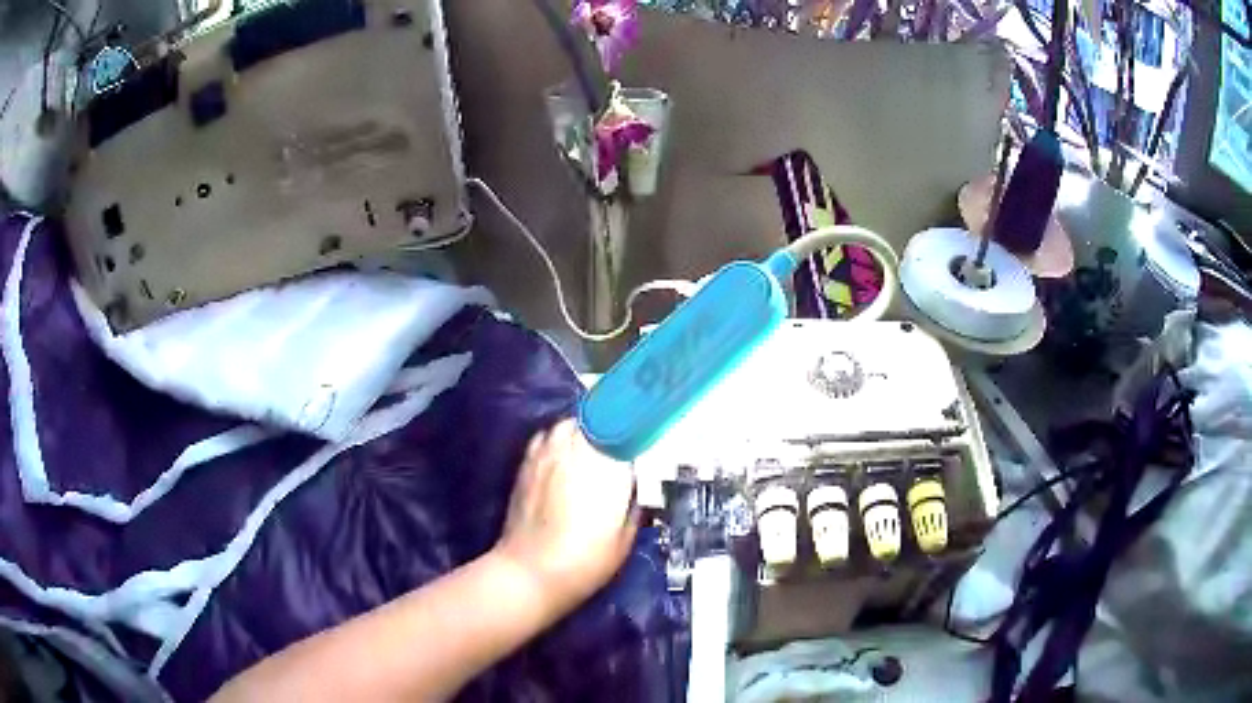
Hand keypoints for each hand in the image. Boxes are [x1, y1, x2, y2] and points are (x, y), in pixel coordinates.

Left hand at [494, 419, 637, 617]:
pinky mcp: (526, 464)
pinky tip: (562, 456)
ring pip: (569, 423)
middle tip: (620, 444)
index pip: (627, 431)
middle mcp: (577, 453)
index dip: (637, 430)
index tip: (646, 436)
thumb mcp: (625, 539)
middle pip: (598, 420)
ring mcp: (548, 455)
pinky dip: (557, 439)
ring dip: (583, 430)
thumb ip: (635, 506)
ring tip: (591, 446)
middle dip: (611, 427)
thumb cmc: (586, 562)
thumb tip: (638, 487)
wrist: (531, 573)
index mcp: (608, 470)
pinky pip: (545, 436)